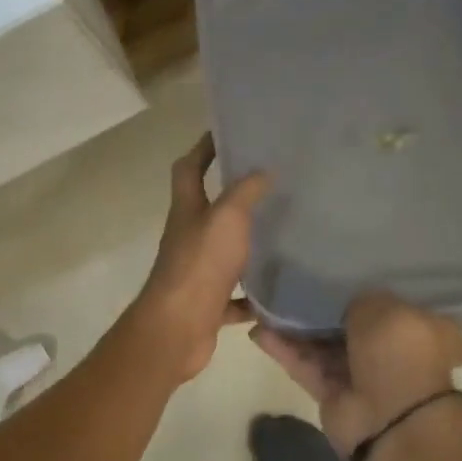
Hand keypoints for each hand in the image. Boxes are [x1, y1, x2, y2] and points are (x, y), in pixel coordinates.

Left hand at [130, 134, 269, 382]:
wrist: (178, 328)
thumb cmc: (200, 265)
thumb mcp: (226, 218)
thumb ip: (245, 192)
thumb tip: (263, 169)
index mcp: (187, 211)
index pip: (189, 168)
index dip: (203, 148)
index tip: (227, 133)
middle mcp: (188, 238)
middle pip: (207, 210)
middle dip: (232, 196)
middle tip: (270, 183)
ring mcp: (197, 272)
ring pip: (224, 253)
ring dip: (247, 245)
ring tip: (283, 234)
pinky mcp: (209, 304)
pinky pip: (236, 297)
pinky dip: (254, 296)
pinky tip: (279, 292)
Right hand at [252, 292, 461, 459]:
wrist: (390, 419)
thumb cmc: (399, 353)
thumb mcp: (383, 307)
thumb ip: (357, 297)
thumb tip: (339, 300)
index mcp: (420, 328)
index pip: (391, 302)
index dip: (364, 285)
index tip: (336, 268)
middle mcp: (392, 351)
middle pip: (350, 324)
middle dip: (322, 307)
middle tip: (292, 282)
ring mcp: (361, 375)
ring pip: (323, 345)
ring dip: (296, 327)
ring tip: (265, 303)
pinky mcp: (333, 395)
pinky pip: (306, 366)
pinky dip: (285, 350)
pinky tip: (259, 330)